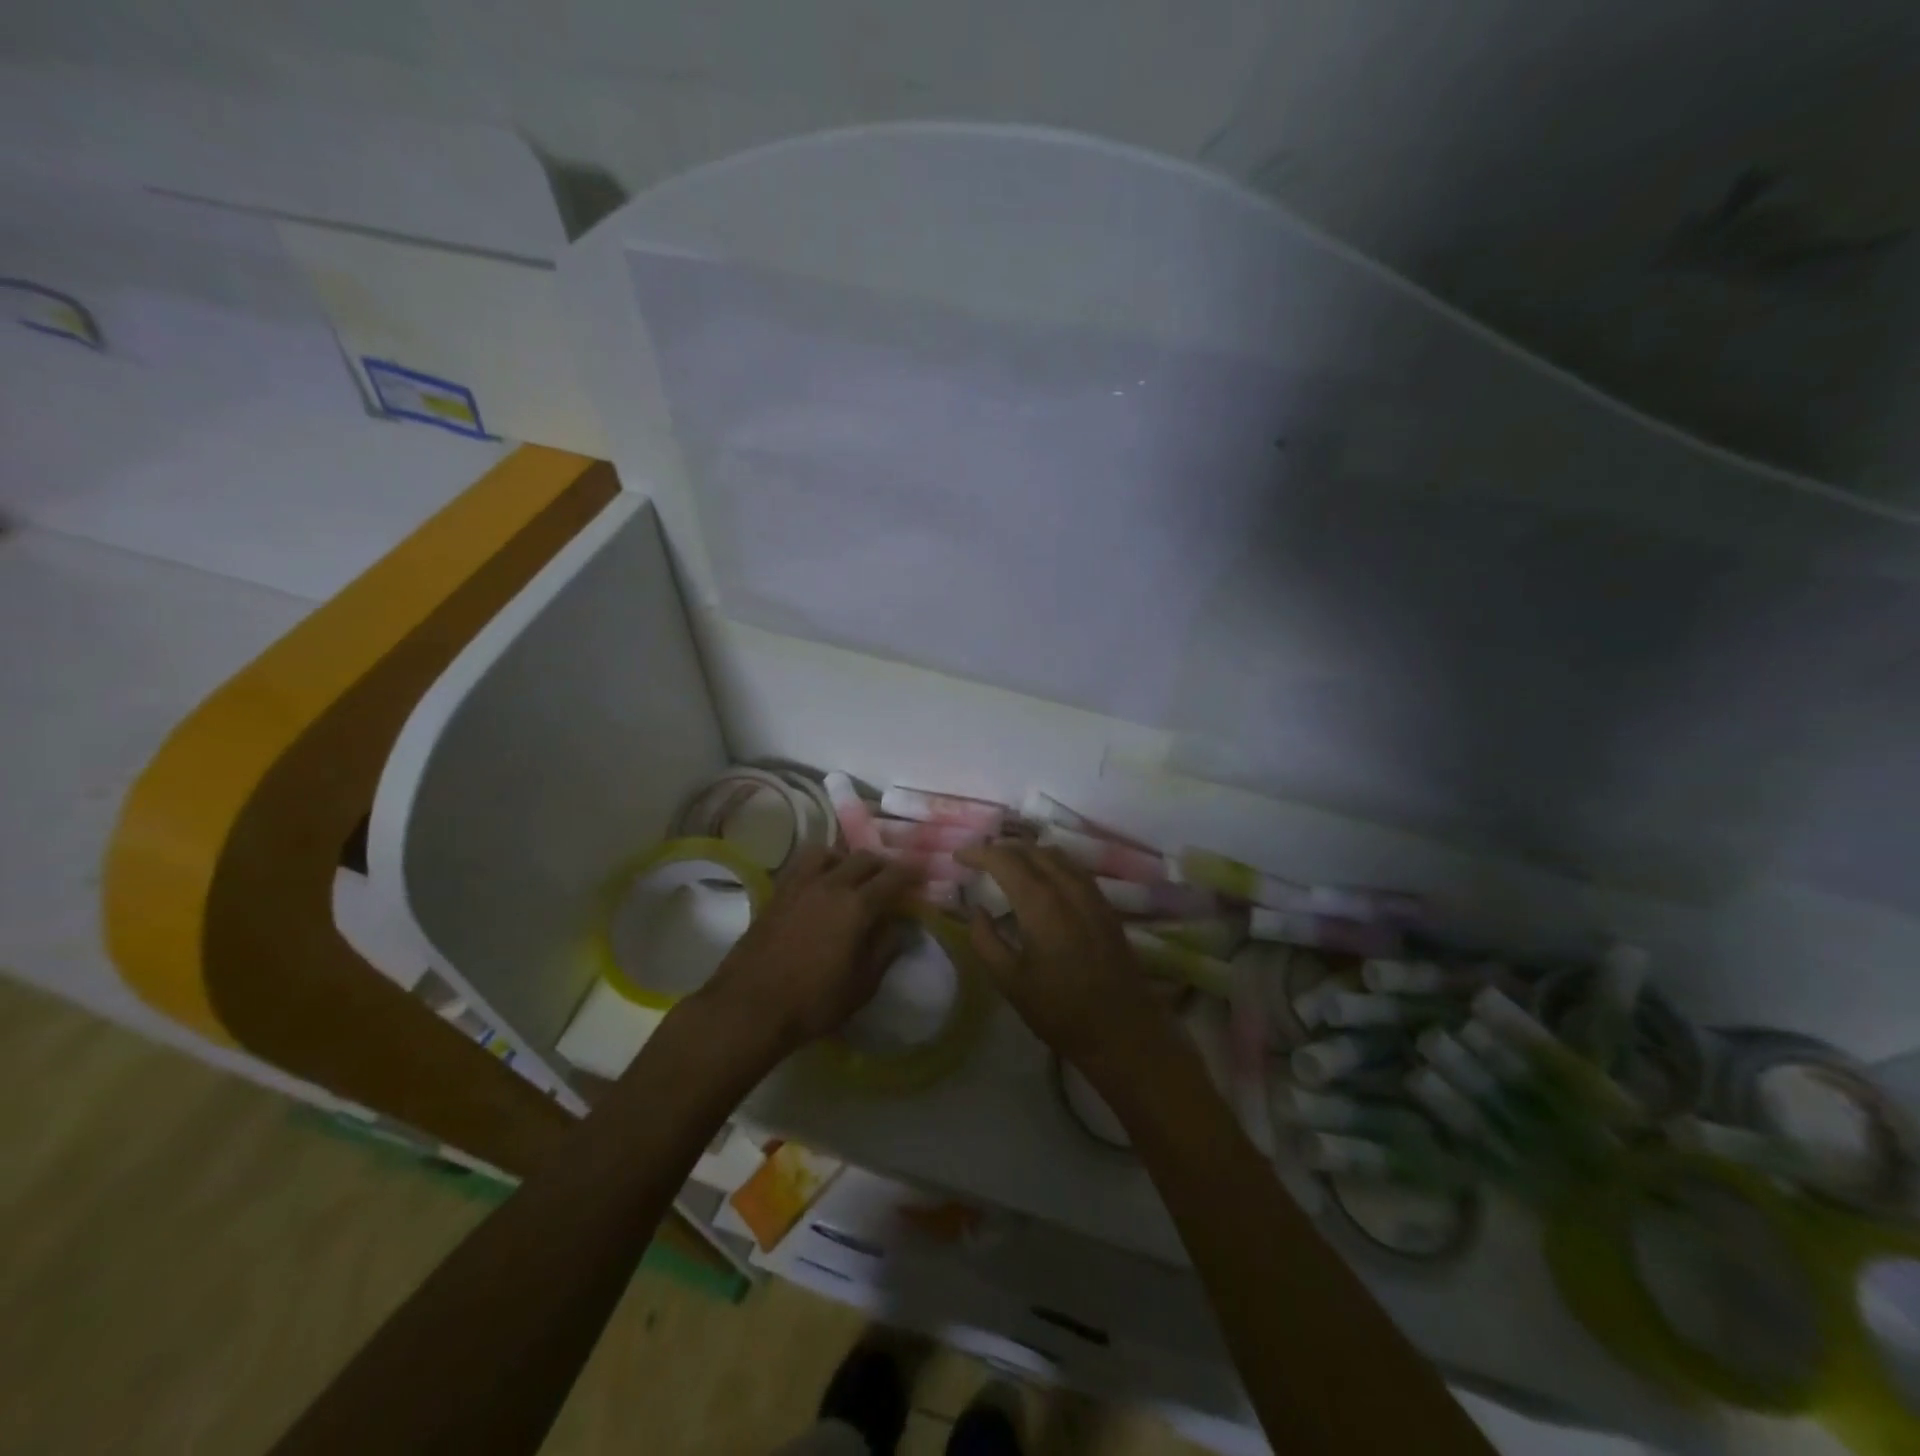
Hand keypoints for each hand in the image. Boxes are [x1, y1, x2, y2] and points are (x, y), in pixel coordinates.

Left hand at [697, 846, 917, 1056]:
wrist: (749, 1007)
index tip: (922, 870)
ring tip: (850, 875)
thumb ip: (885, 950)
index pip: (892, 877)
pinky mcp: (776, 894)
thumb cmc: (813, 1002)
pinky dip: (819, 866)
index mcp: (857, 906)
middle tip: (891, 877)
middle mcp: (830, 885)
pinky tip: (819, 885)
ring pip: (829, 852)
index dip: (911, 871)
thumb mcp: (862, 985)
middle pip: (863, 858)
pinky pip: (802, 865)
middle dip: (882, 863)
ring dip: (846, 858)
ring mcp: (799, 886)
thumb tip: (899, 927)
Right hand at [956, 842, 1173, 1077]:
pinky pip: (1073, 868)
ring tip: (1007, 864)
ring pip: (1055, 854)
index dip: (979, 853)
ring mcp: (1092, 894)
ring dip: (1027, 852)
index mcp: (1041, 903)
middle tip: (979, 859)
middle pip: (1031, 849)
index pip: (1005, 860)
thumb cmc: (1060, 1010)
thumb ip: (986, 940)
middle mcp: (1068, 887)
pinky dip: (1050, 863)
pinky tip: (1042, 880)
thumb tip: (976, 910)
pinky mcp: (1105, 906)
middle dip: (1002, 848)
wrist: (1122, 1031)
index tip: (959, 856)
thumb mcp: (1010, 982)